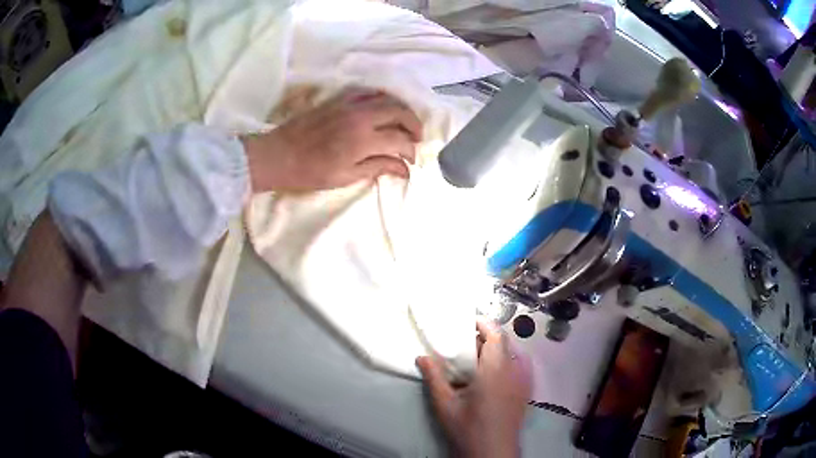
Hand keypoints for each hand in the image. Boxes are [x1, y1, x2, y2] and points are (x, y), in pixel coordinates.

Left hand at [242, 87, 422, 192]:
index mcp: (363, 140)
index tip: (411, 161)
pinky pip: (369, 92)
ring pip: (388, 98)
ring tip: (403, 124)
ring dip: (401, 110)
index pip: (400, 140)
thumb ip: (378, 167)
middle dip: (414, 126)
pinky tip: (383, 110)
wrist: (278, 155)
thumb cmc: (310, 172)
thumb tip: (404, 169)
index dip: (411, 151)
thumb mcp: (345, 176)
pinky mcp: (340, 99)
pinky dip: (382, 99)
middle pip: (400, 112)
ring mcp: (350, 104)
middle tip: (415, 139)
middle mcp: (361, 116)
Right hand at [417, 320, 531, 457]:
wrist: (493, 451)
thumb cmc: (468, 428)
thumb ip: (434, 378)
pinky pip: (520, 366)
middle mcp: (514, 371)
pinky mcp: (526, 391)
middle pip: (505, 343)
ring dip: (498, 349)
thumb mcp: (445, 404)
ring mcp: (523, 381)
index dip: (484, 324)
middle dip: (488, 337)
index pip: (496, 336)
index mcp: (495, 370)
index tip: (469, 321)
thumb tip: (421, 357)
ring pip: (514, 353)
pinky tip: (494, 374)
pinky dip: (508, 361)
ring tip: (478, 357)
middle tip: (467, 341)